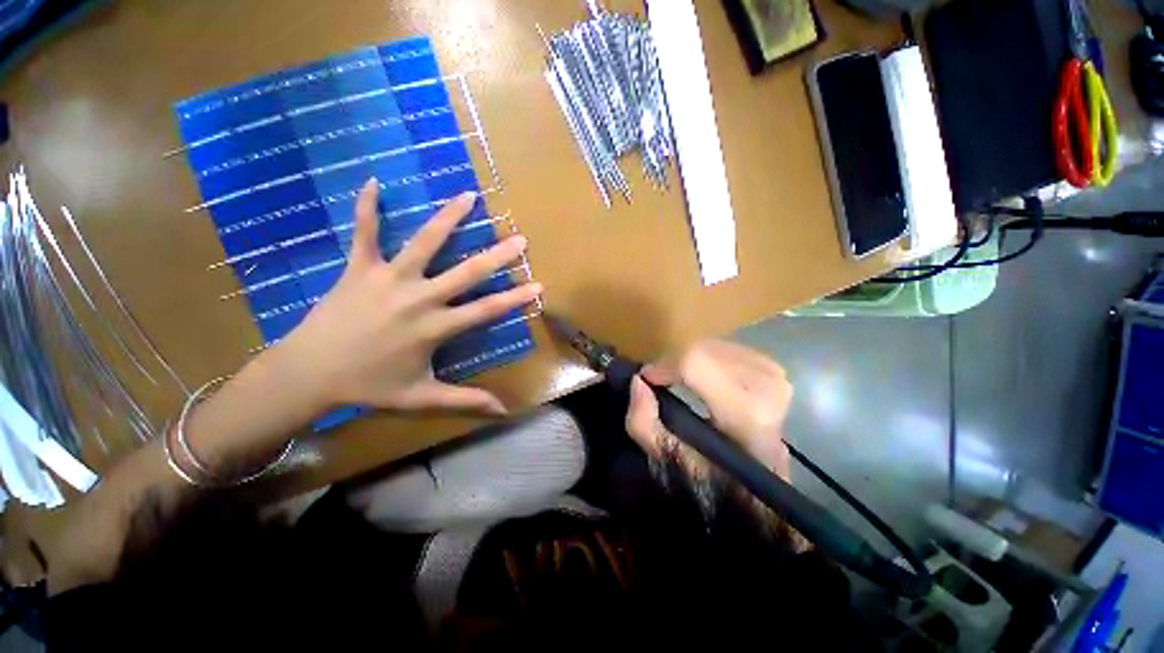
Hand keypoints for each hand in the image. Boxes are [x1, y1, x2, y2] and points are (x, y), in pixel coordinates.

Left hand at [275, 178, 541, 416]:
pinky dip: (367, 208)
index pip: (486, 310)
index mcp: (435, 328)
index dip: (515, 298)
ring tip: (467, 196)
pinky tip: (373, 181)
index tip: (538, 285)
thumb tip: (502, 411)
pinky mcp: (358, 268)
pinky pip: (364, 233)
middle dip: (496, 256)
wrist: (309, 374)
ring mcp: (387, 279)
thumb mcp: (421, 397)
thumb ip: (465, 399)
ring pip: (423, 243)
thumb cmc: (369, 386)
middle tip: (519, 238)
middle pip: (465, 273)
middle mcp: (418, 298)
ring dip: (447, 218)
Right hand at [625, 340, 792, 478]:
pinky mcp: (774, 368)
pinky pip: (727, 347)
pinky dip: (706, 357)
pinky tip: (705, 375)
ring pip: (712, 346)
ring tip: (682, 380)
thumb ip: (643, 423)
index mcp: (747, 415)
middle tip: (663, 381)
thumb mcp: (668, 459)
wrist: (761, 480)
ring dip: (690, 360)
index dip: (664, 365)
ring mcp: (775, 375)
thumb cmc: (715, 476)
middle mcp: (767, 388)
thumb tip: (638, 381)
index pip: (695, 364)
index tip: (648, 379)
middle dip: (674, 363)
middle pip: (701, 351)